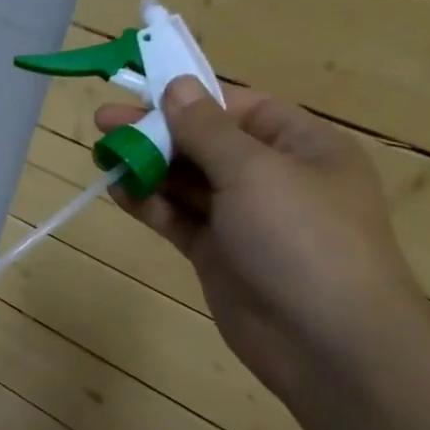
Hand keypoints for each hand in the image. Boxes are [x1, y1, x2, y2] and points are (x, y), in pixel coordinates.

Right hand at [97, 79, 429, 402]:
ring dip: (148, 166)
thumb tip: (176, 86)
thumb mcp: (255, 172)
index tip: (137, 88)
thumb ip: (207, 129)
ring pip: (186, 180)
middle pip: (205, 142)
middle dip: (156, 131)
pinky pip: (178, 217)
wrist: (327, 343)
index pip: (236, 106)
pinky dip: (149, 203)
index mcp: (301, 145)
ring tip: (104, 155)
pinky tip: (119, 191)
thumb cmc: (302, 239)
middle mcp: (273, 176)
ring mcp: (244, 218)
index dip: (186, 95)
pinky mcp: (218, 253)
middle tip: (102, 122)